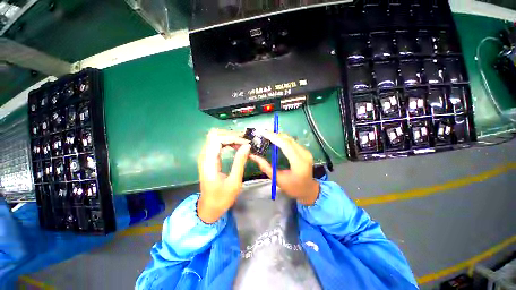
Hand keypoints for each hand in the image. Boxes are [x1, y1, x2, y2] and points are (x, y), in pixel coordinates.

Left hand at [197, 129, 250, 223]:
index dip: (232, 138)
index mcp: (209, 162)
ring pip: (215, 137)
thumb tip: (247, 146)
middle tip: (245, 140)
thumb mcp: (234, 182)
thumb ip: (239, 162)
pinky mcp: (209, 158)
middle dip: (231, 135)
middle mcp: (205, 156)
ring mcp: (206, 156)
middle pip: (215, 134)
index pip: (217, 139)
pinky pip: (217, 143)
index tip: (246, 143)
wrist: (209, 208)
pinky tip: (236, 146)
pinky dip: (227, 142)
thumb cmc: (222, 198)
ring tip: (243, 142)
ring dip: (230, 137)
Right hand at [249, 131, 319, 205]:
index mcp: (298, 163)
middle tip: (263, 133)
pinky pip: (292, 142)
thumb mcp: (277, 179)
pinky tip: (275, 140)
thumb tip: (253, 156)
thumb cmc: (293, 188)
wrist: (308, 190)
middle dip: (275, 134)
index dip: (274, 137)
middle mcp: (304, 155)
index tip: (262, 133)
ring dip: (278, 136)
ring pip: (290, 139)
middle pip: (288, 140)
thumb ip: (265, 167)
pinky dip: (283, 139)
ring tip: (267, 135)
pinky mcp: (305, 151)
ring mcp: (306, 152)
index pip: (285, 145)